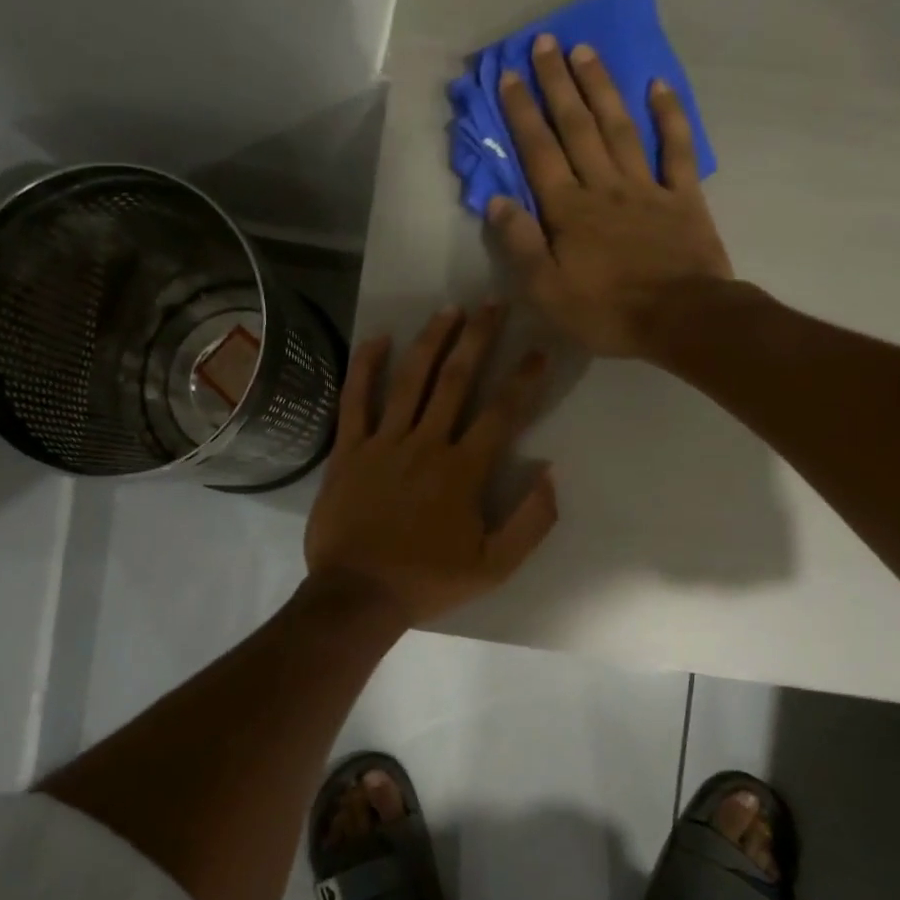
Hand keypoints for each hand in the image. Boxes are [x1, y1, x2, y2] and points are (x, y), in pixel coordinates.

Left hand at [304, 302, 557, 625]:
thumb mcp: (494, 566)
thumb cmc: (427, 582)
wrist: (358, 595)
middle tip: (492, 304)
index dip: (523, 378)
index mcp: (463, 470)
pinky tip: (378, 339)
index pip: (502, 413)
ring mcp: (383, 443)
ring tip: (449, 310)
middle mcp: (426, 444)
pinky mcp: (348, 450)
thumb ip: (531, 522)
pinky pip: (356, 400)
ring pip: (410, 380)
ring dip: (431, 341)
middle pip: (457, 380)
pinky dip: (366, 367)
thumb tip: (551, 474)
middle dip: (478, 338)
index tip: (538, 350)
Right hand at [489, 34, 733, 357]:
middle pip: (577, 128)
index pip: (539, 153)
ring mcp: (647, 187)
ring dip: (602, 87)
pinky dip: (669, 116)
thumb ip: (521, 246)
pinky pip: (677, 149)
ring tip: (586, 51)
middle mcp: (604, 187)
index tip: (507, 76)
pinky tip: (658, 85)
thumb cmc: (608, 312)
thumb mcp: (548, 292)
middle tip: (545, 42)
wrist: (682, 320)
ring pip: (620, 127)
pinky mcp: (683, 198)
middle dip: (558, 84)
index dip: (522, 113)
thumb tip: (498, 202)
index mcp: (569, 211)